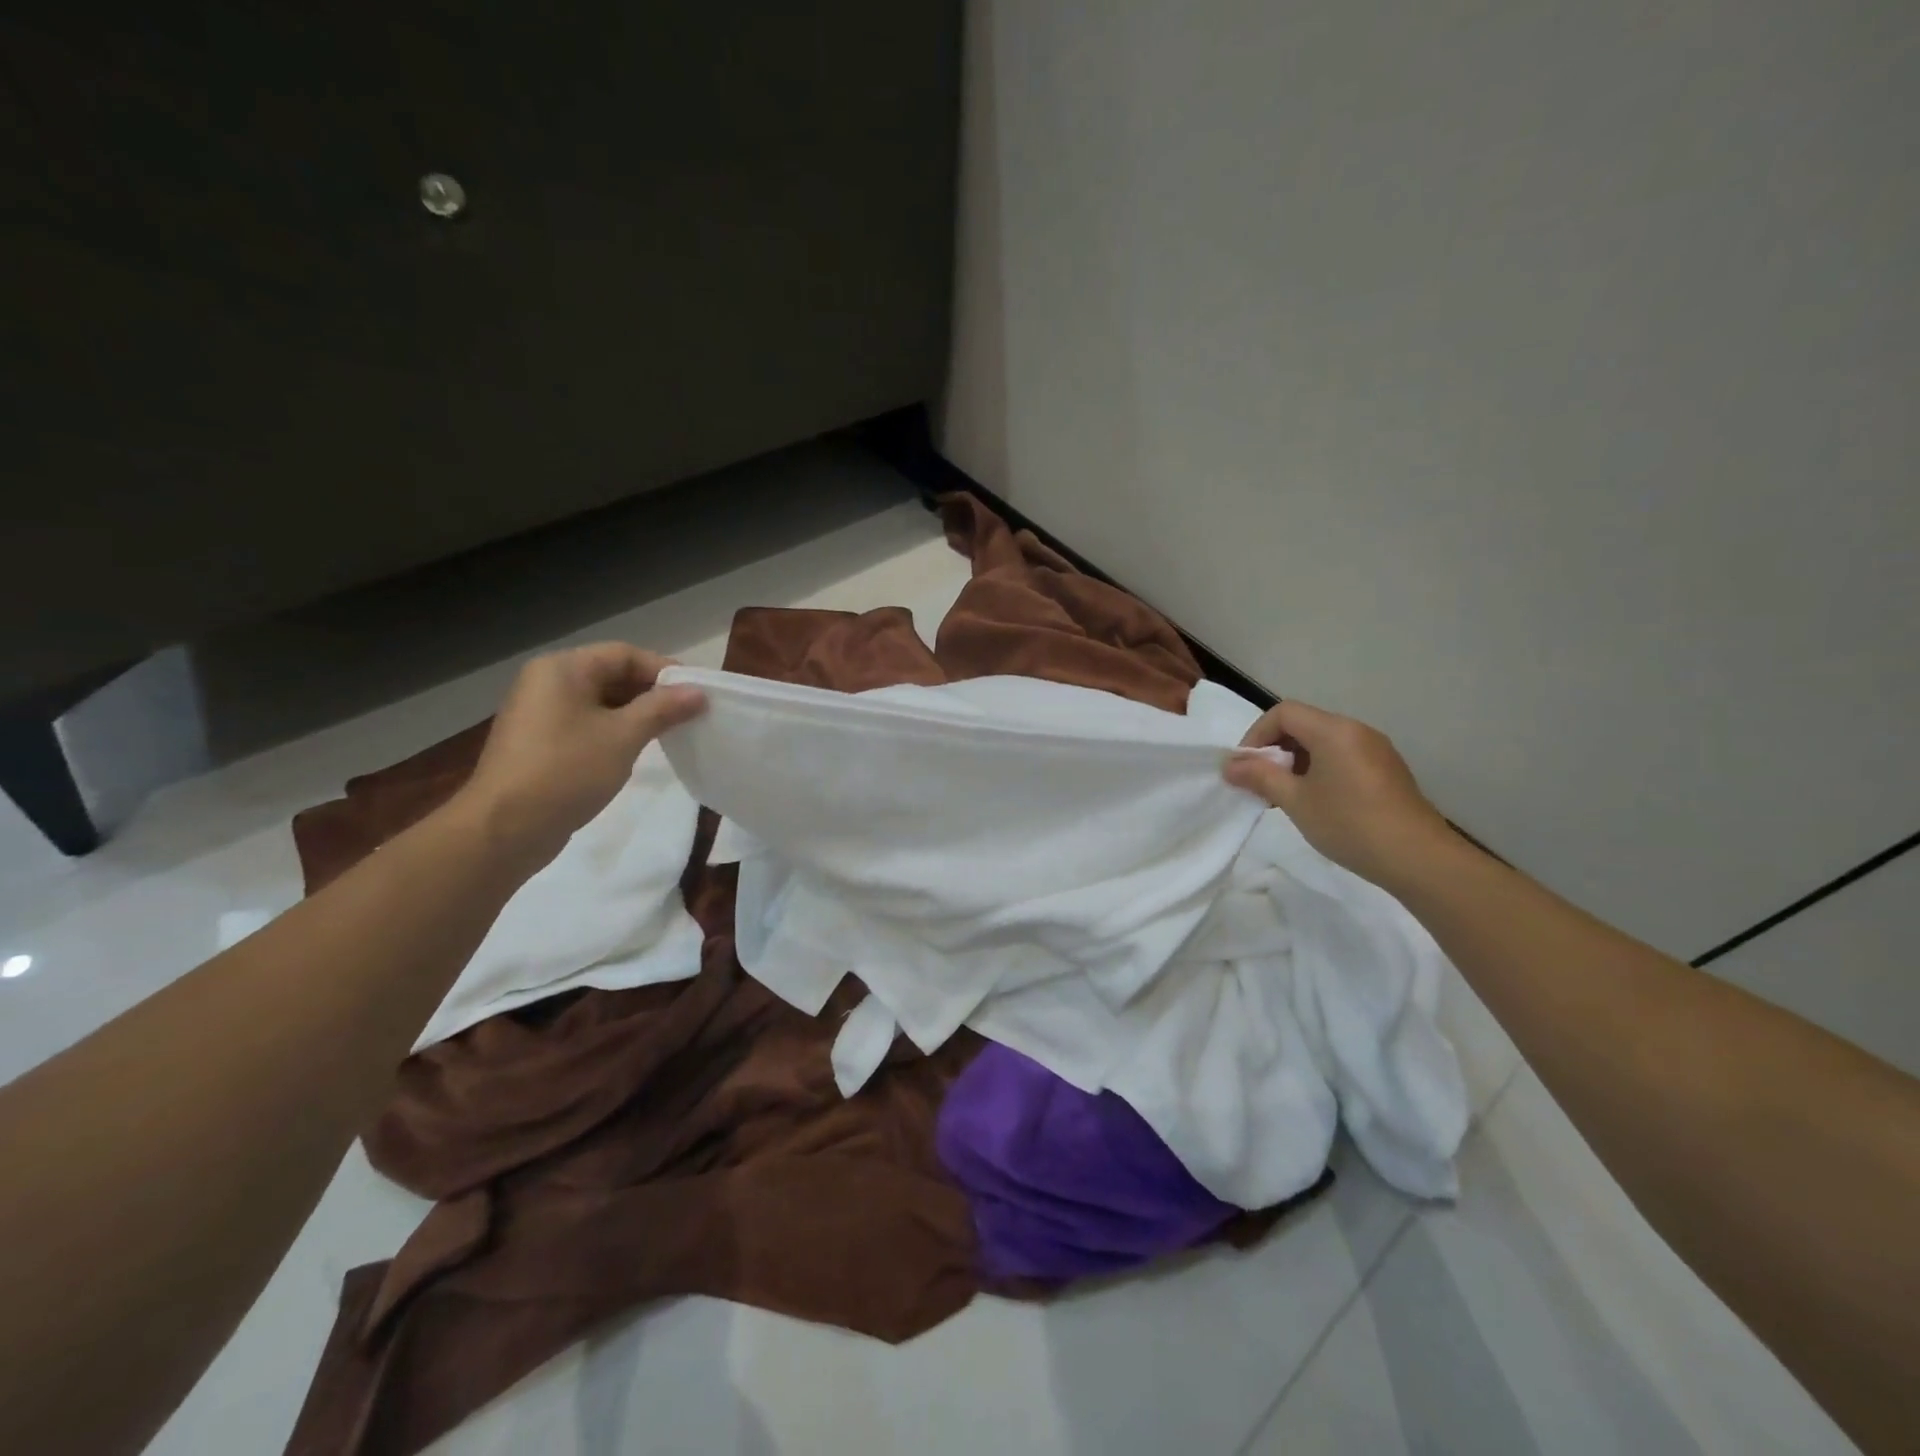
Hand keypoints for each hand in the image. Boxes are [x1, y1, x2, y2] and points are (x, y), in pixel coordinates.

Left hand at [455, 643, 705, 870]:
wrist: (504, 828)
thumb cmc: (567, 771)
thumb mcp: (624, 736)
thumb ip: (663, 709)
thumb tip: (699, 693)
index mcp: (563, 669)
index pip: (625, 654)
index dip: (664, 670)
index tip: (697, 694)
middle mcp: (548, 682)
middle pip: (612, 674)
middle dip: (653, 693)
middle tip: (690, 715)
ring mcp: (541, 713)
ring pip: (601, 701)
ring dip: (637, 714)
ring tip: (671, 733)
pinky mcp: (541, 741)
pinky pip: (587, 723)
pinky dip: (616, 730)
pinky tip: (637, 750)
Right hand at [1223, 700, 1451, 889]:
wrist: (1418, 859)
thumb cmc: (1350, 824)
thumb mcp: (1295, 801)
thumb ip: (1260, 777)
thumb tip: (1229, 765)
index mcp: (1333, 730)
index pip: (1283, 713)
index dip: (1256, 734)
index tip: (1245, 767)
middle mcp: (1356, 730)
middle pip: (1303, 724)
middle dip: (1274, 749)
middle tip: (1260, 783)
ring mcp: (1375, 749)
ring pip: (1322, 741)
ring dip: (1295, 761)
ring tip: (1285, 796)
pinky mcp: (1386, 769)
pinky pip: (1342, 756)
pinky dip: (1319, 769)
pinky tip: (1317, 801)